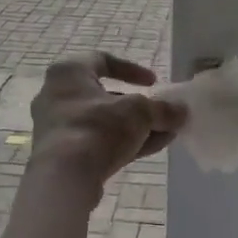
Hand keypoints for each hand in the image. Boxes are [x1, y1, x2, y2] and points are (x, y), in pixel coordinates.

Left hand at [30, 52, 186, 185]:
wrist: (63, 178)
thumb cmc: (98, 128)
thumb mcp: (139, 112)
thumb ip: (162, 109)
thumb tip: (181, 111)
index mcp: (69, 72)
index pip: (102, 60)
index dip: (131, 69)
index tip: (153, 83)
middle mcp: (56, 96)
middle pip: (104, 96)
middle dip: (137, 106)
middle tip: (160, 114)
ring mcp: (57, 128)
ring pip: (103, 122)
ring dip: (135, 127)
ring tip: (165, 134)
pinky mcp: (61, 155)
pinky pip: (96, 142)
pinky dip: (122, 142)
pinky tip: (151, 149)